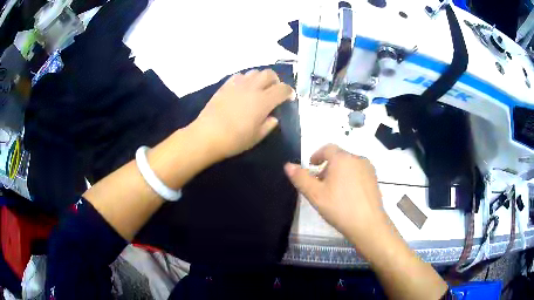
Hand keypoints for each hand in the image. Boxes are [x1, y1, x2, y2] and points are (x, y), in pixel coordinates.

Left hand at [193, 69, 293, 160]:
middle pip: (269, 74)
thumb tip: (273, 117)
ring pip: (254, 72)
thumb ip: (268, 125)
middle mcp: (252, 88)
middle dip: (276, 80)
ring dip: (260, 78)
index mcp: (263, 101)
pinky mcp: (225, 85)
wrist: (207, 135)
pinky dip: (246, 79)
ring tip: (258, 89)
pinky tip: (243, 89)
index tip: (289, 97)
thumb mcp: (256, 137)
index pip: (282, 89)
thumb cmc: (234, 140)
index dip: (288, 92)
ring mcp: (237, 84)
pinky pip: (240, 75)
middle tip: (274, 91)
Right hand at [284, 144, 390, 246]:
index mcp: (343, 158)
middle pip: (339, 157)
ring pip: (349, 165)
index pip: (328, 148)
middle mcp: (358, 159)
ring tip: (332, 191)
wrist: (368, 224)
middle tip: (319, 183)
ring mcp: (369, 169)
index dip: (317, 155)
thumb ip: (301, 178)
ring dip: (339, 172)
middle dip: (327, 166)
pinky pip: (358, 173)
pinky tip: (347, 195)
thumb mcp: (315, 194)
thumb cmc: (340, 207)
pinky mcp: (375, 180)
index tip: (311, 165)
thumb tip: (288, 165)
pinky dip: (350, 178)